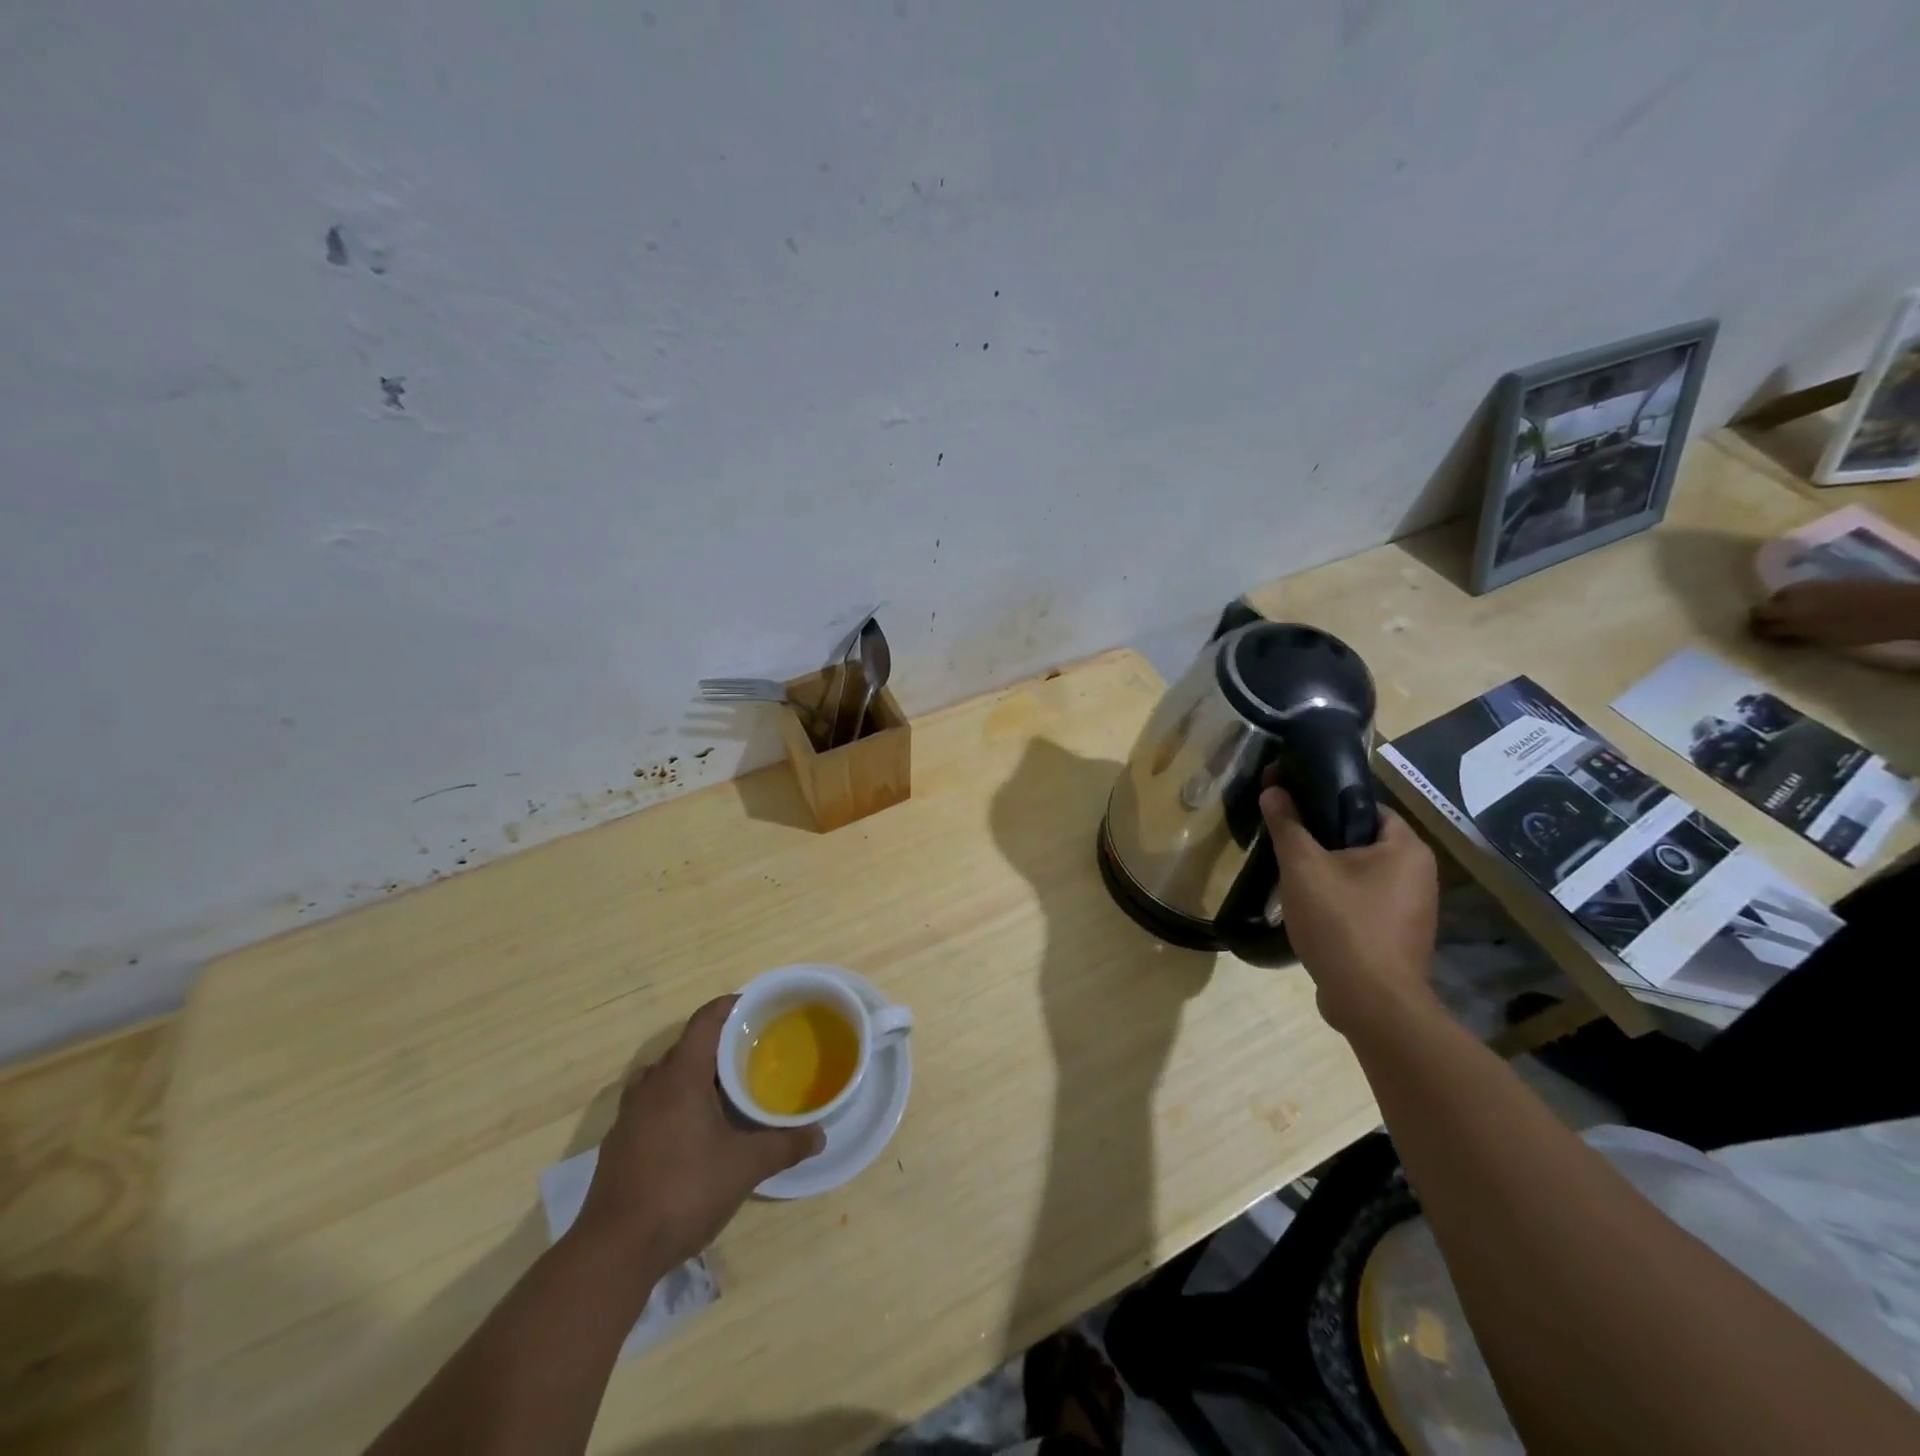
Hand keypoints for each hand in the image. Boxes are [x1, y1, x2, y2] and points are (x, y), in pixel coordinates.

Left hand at [577, 996, 821, 1274]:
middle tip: (753, 1055)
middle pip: (687, 1047)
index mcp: (681, 1075)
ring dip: (695, 1077)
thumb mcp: (745, 1167)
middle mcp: (651, 1084)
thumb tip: (820, 1135)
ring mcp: (629, 1114)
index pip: (706, 1020)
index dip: (731, 1007)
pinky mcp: (619, 1143)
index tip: (757, 1008)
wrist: (614, 1252)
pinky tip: (696, 1133)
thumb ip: (785, 1146)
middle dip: (719, 1046)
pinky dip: (676, 1104)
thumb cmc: (684, 1191)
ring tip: (727, 1092)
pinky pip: (653, 1105)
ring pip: (667, 1077)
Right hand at [1262, 787, 1438, 1035]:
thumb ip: (1287, 825)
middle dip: (1323, 842)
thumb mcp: (1303, 868)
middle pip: (1362, 841)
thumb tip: (1273, 789)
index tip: (1292, 810)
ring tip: (1292, 878)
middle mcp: (1420, 874)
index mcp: (1407, 848)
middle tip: (1286, 845)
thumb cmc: (1342, 924)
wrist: (1371, 1003)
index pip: (1366, 806)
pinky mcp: (1399, 936)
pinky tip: (1311, 911)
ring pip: (1361, 874)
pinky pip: (1364, 902)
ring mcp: (1413, 909)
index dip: (1327, 802)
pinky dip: (1339, 901)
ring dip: (1328, 873)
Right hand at [1749, 580, 1919, 648]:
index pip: (1758, 618)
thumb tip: (1769, 634)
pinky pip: (1806, 591)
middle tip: (1776, 627)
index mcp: (1787, 611)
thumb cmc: (1860, 629)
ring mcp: (1814, 586)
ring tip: (1797, 617)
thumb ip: (1792, 634)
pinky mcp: (1831, 582)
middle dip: (1768, 614)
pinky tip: (1817, 609)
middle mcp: (1794, 595)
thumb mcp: (1821, 638)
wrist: (1902, 607)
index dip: (1756, 627)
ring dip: (1786, 606)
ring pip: (1786, 596)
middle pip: (1768, 604)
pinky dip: (1804, 600)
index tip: (1759, 636)